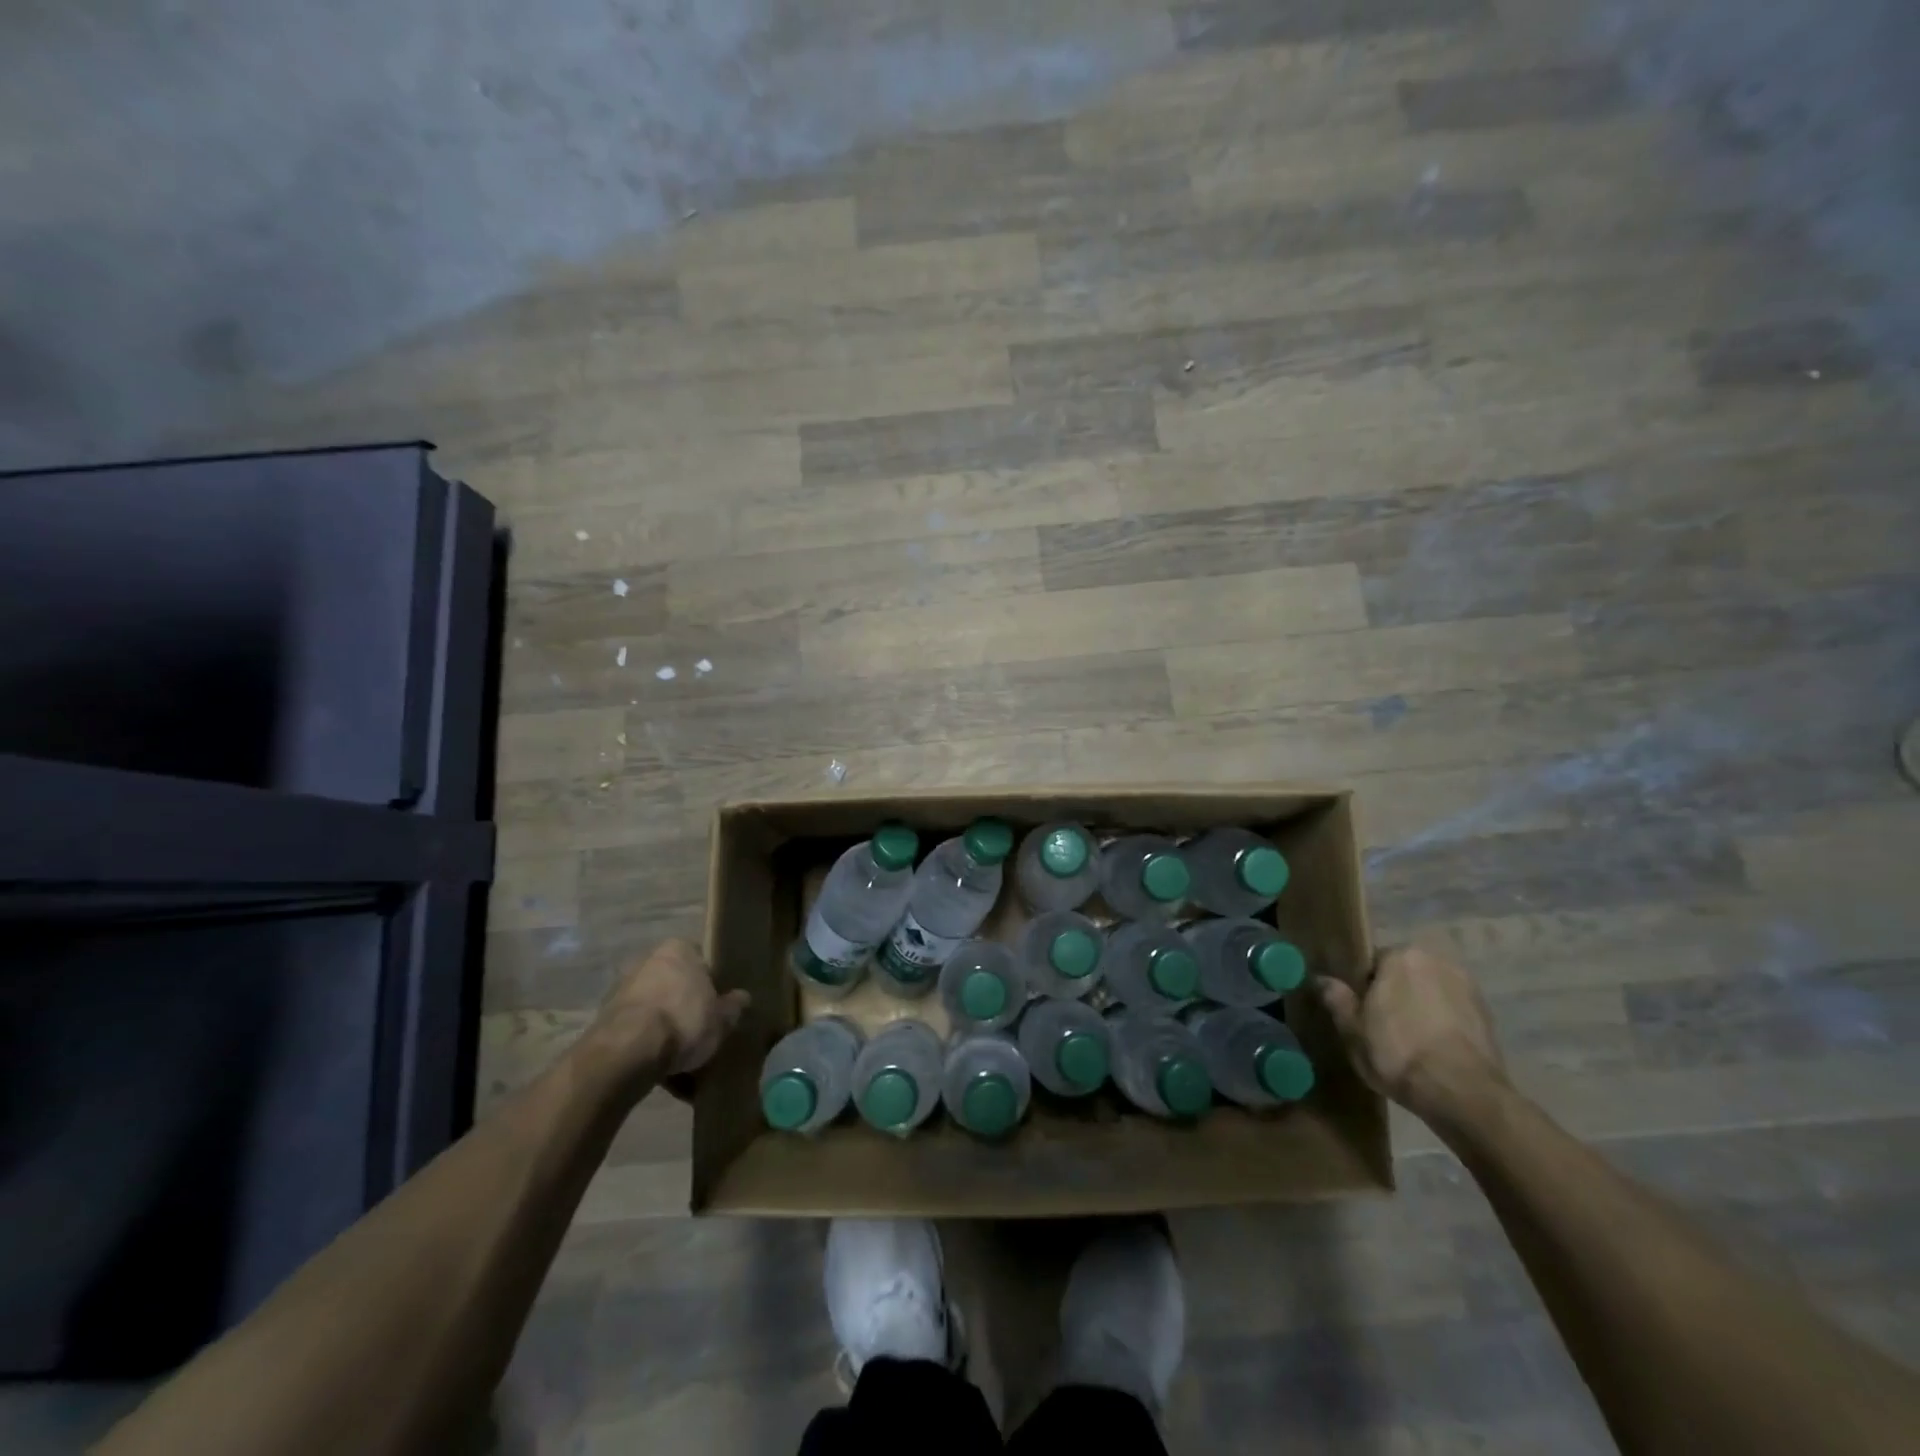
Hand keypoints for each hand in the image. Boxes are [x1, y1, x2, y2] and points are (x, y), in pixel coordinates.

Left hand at [583, 939, 749, 1095]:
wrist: (627, 1052)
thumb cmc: (683, 1022)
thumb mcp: (721, 1018)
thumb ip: (733, 1006)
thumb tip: (742, 997)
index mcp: (678, 949)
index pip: (702, 961)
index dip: (712, 985)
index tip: (717, 1008)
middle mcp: (647, 960)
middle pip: (675, 985)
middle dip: (685, 1007)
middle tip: (700, 1032)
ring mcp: (622, 989)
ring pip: (655, 1009)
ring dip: (665, 1029)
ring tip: (681, 1061)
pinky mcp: (605, 1018)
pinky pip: (637, 1030)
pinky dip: (647, 1046)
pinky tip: (661, 1071)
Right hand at [1317, 946, 1504, 1125]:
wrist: (1463, 1094)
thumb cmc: (1397, 1052)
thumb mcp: (1352, 1028)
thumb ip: (1336, 998)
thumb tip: (1321, 979)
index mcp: (1401, 955)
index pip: (1372, 963)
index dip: (1363, 989)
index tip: (1360, 1013)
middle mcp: (1437, 961)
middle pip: (1404, 976)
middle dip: (1394, 996)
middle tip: (1382, 1028)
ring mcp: (1468, 988)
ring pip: (1430, 994)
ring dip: (1420, 1010)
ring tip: (1409, 1043)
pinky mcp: (1488, 1017)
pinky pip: (1452, 1013)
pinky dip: (1442, 1026)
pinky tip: (1433, 1052)